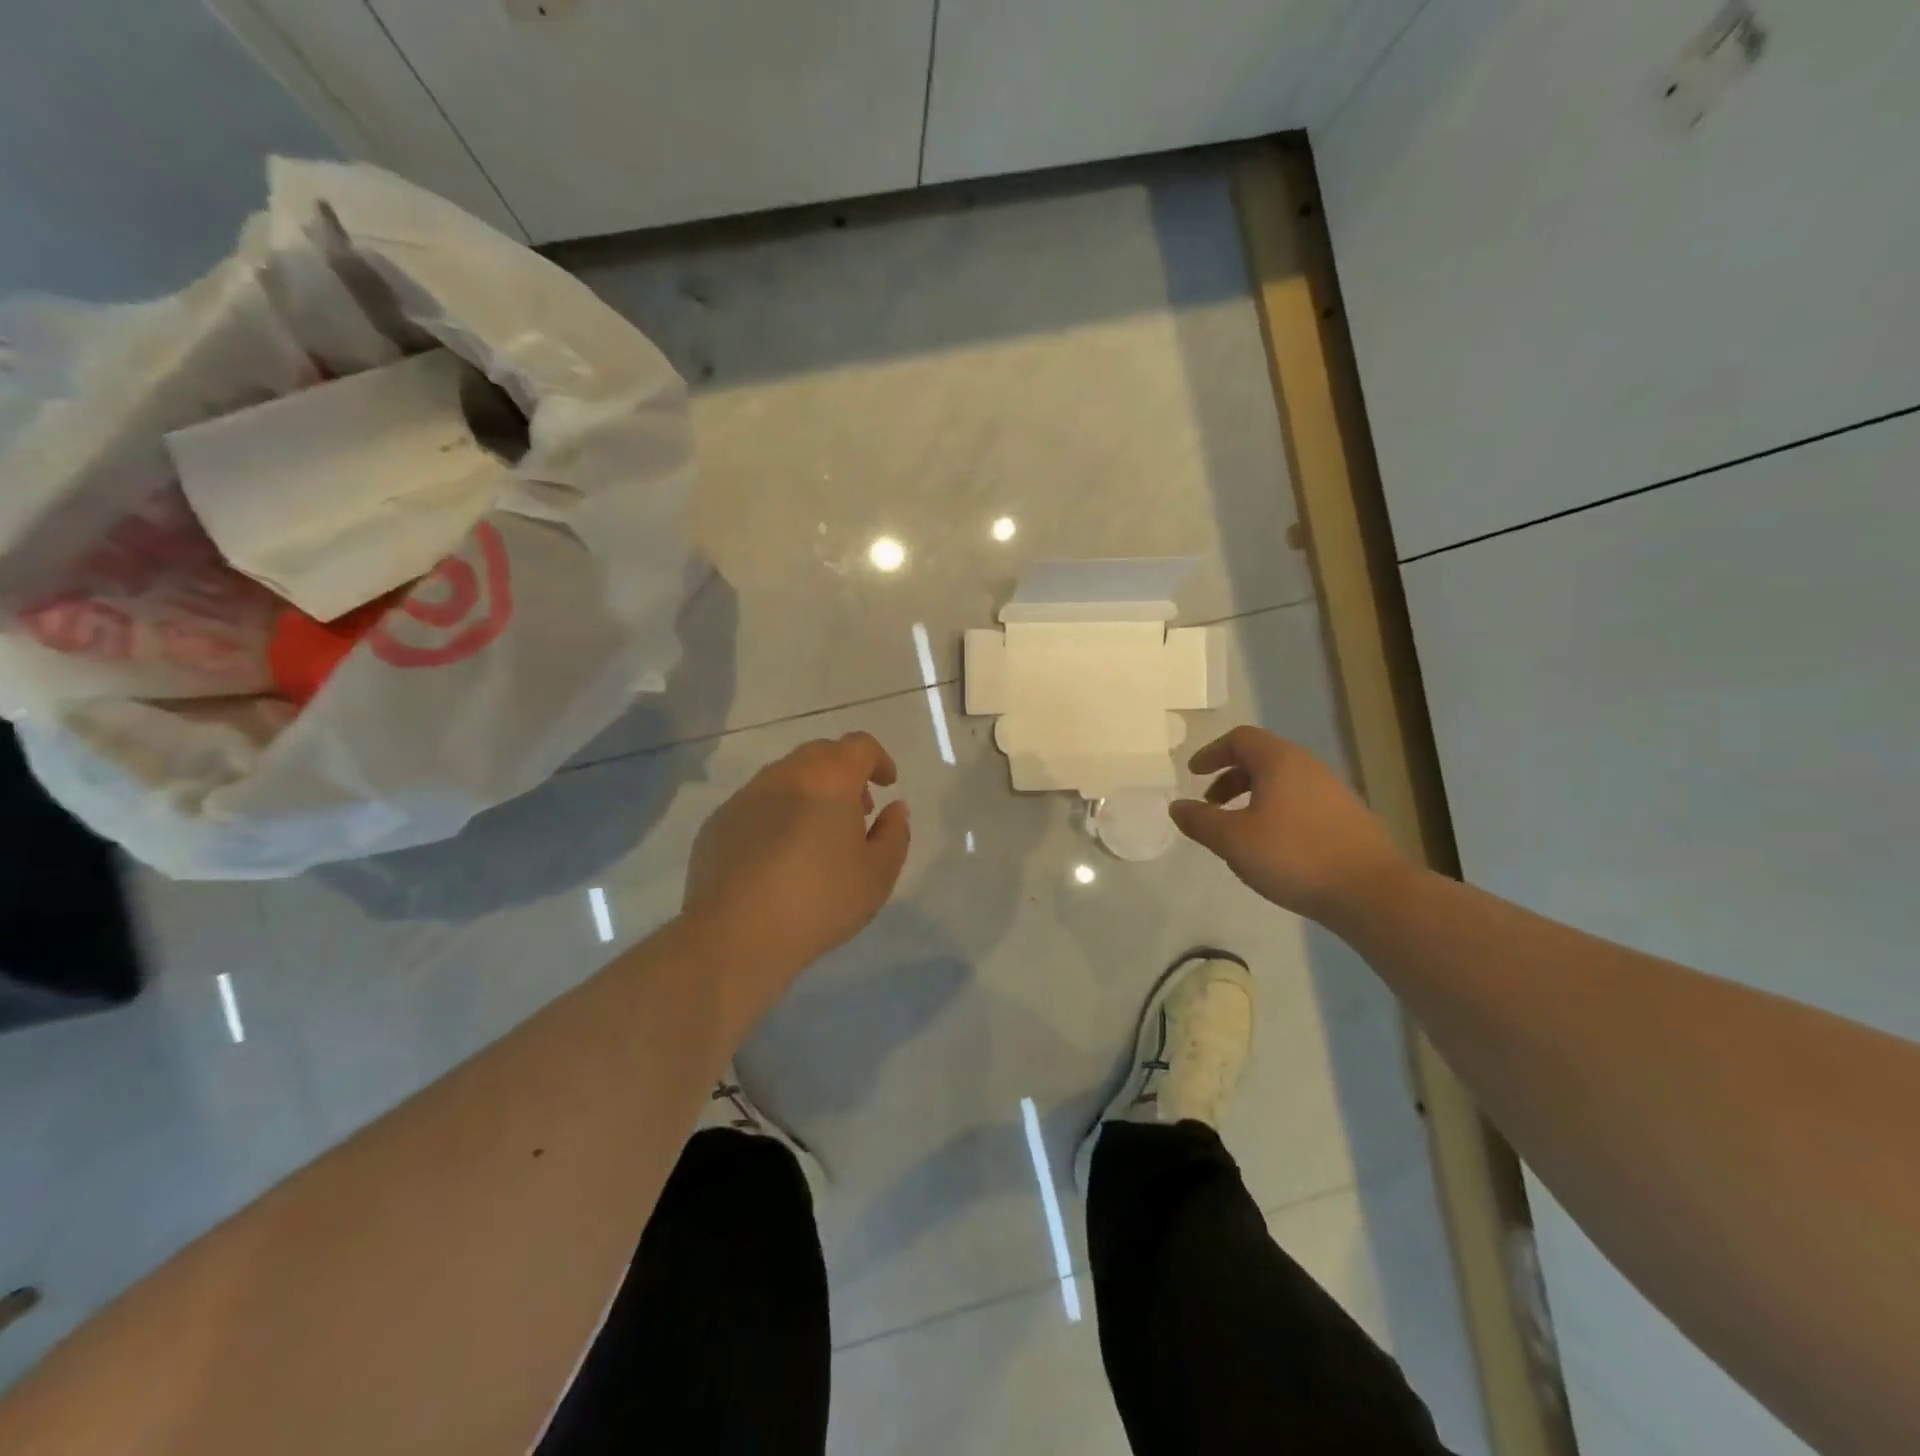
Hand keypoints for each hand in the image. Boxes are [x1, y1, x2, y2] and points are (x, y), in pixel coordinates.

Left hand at [681, 732, 910, 1020]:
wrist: (735, 935)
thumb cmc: (820, 901)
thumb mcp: (878, 874)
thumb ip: (894, 834)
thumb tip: (894, 809)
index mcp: (829, 779)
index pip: (859, 745)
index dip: (879, 760)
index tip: (887, 786)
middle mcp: (785, 775)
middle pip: (821, 754)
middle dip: (844, 773)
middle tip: (856, 811)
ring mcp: (745, 796)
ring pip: (786, 776)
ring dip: (809, 792)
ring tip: (817, 835)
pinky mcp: (718, 822)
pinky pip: (756, 804)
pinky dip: (777, 814)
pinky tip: (779, 856)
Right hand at [1170, 726, 1409, 920]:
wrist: (1371, 891)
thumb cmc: (1294, 856)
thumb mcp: (1233, 840)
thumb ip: (1200, 820)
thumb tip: (1177, 806)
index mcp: (1280, 761)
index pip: (1240, 738)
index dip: (1212, 753)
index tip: (1194, 774)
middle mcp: (1309, 767)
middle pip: (1262, 759)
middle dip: (1230, 778)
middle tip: (1211, 805)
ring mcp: (1334, 792)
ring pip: (1283, 783)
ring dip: (1253, 798)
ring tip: (1238, 830)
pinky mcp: (1348, 819)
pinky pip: (1301, 803)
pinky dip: (1276, 813)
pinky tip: (1273, 847)